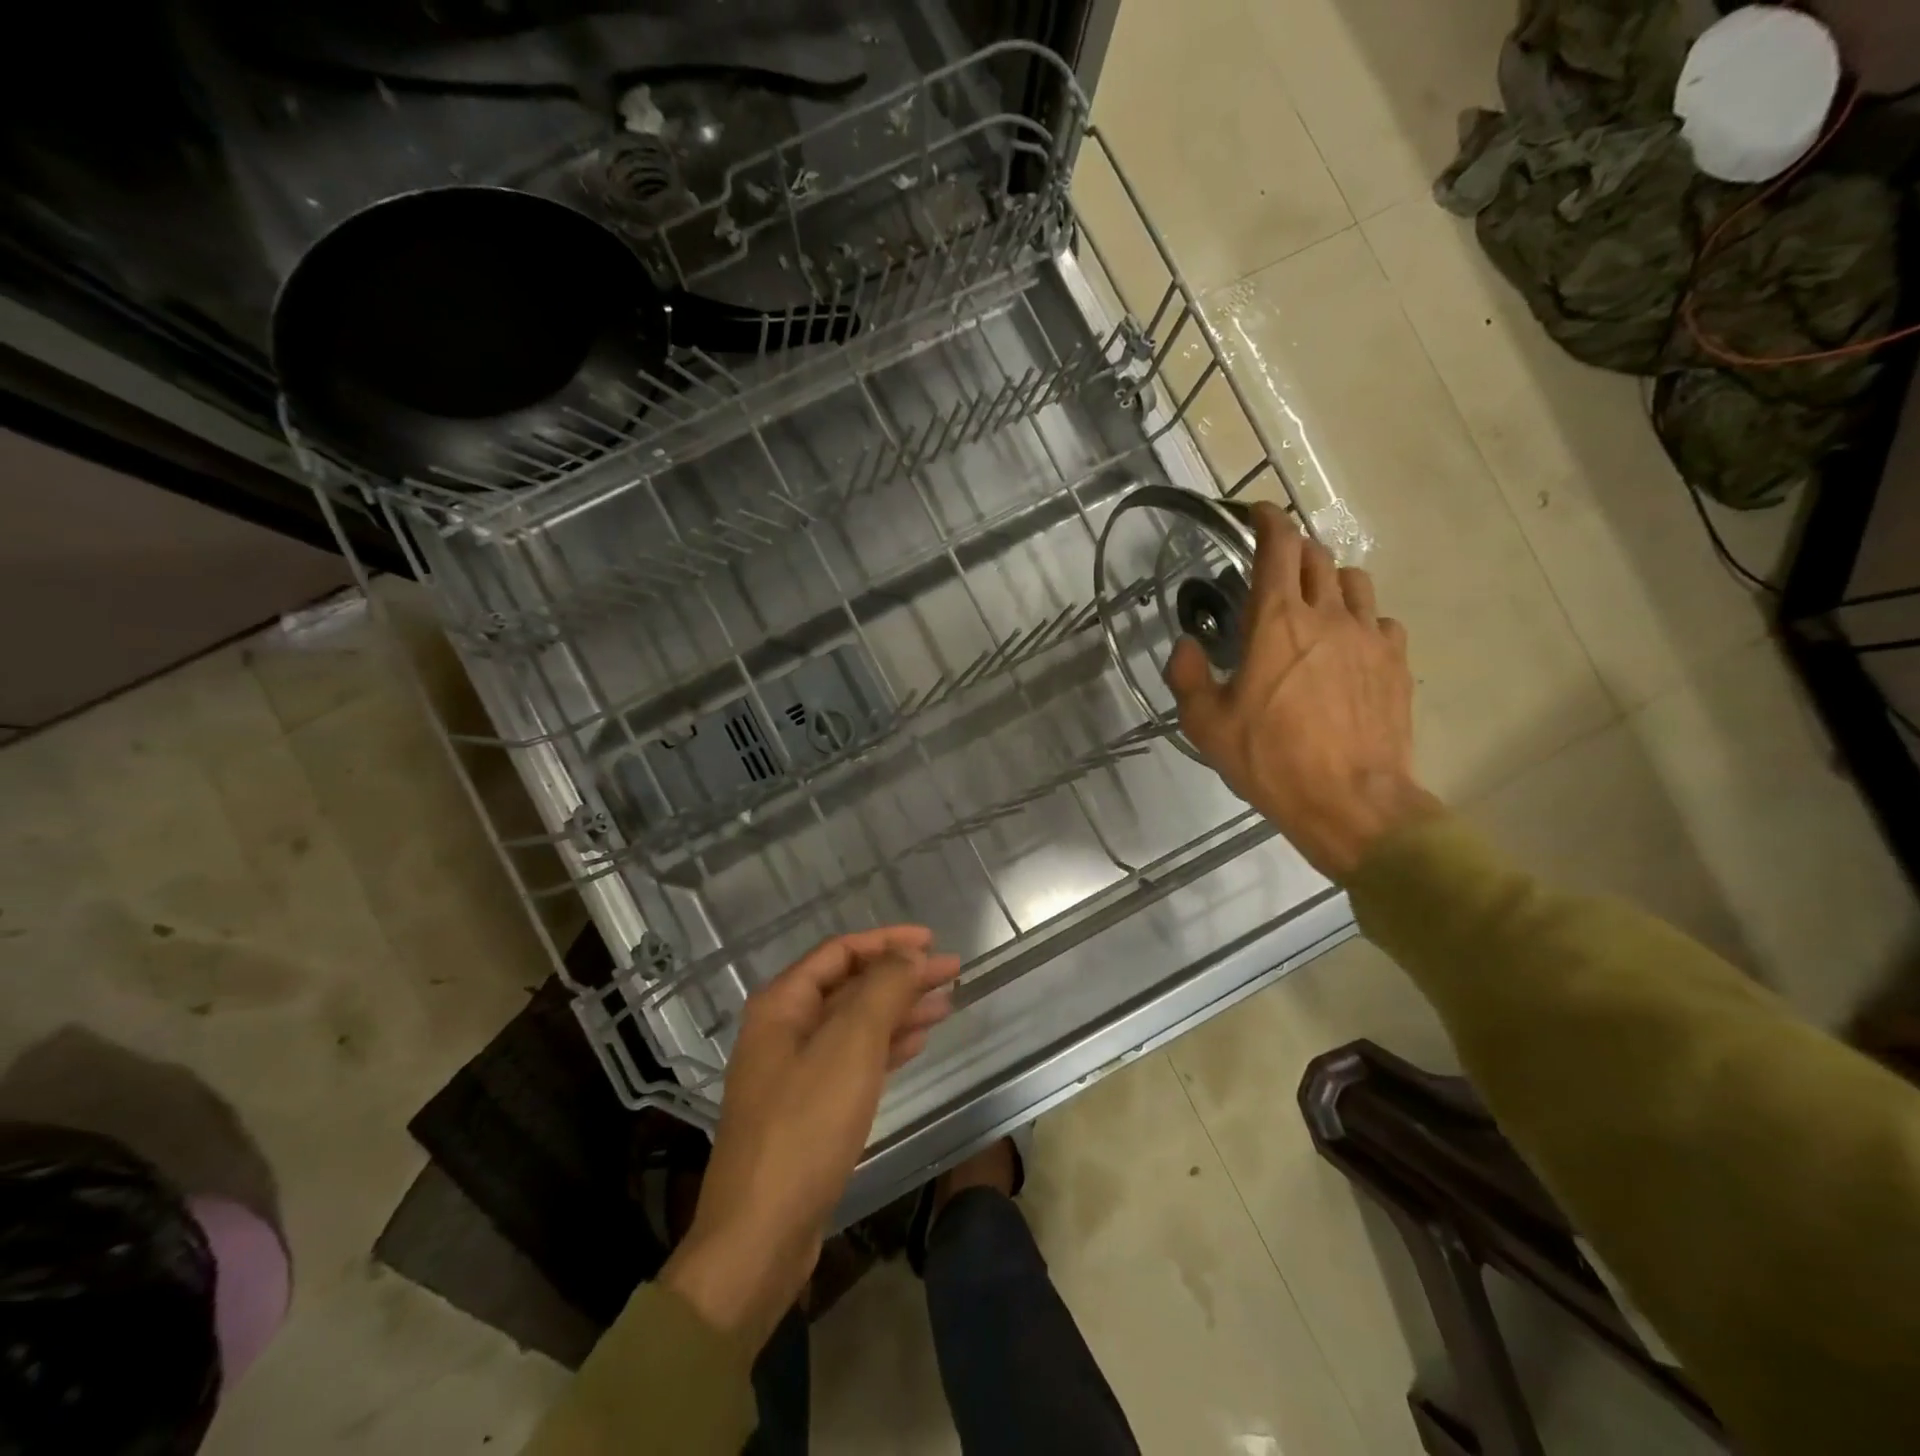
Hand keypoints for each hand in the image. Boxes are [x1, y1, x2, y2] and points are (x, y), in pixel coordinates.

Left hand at [660, 927, 960, 1348]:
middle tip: (952, 971)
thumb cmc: (805, 1128)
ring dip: (899, 1009)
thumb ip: (882, 990)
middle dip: (900, 975)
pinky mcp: (808, 1109)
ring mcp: (794, 1071)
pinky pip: (853, 1060)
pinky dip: (886, 1046)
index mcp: (782, 1005)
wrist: (759, 1238)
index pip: (840, 951)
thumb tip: (909, 955)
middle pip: (850, 986)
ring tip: (946, 1002)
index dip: (887, 940)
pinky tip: (917, 1042)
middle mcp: (783, 1029)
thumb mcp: (850, 1047)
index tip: (933, 940)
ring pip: (855, 1023)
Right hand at [1166, 501, 1439, 879]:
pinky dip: (1360, 620)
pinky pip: (1380, 622)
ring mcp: (1369, 637)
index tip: (1258, 513)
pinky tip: (1347, 646)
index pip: (1278, 547)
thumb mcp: (1207, 725)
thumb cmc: (1270, 760)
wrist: (1351, 802)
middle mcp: (1327, 616)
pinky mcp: (1396, 663)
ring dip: (1329, 580)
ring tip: (1313, 603)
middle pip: (1317, 557)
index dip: (1268, 521)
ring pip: (1354, 582)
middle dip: (1294, 549)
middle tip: (1274, 565)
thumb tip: (1185, 645)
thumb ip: (1186, 676)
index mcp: (1276, 623)